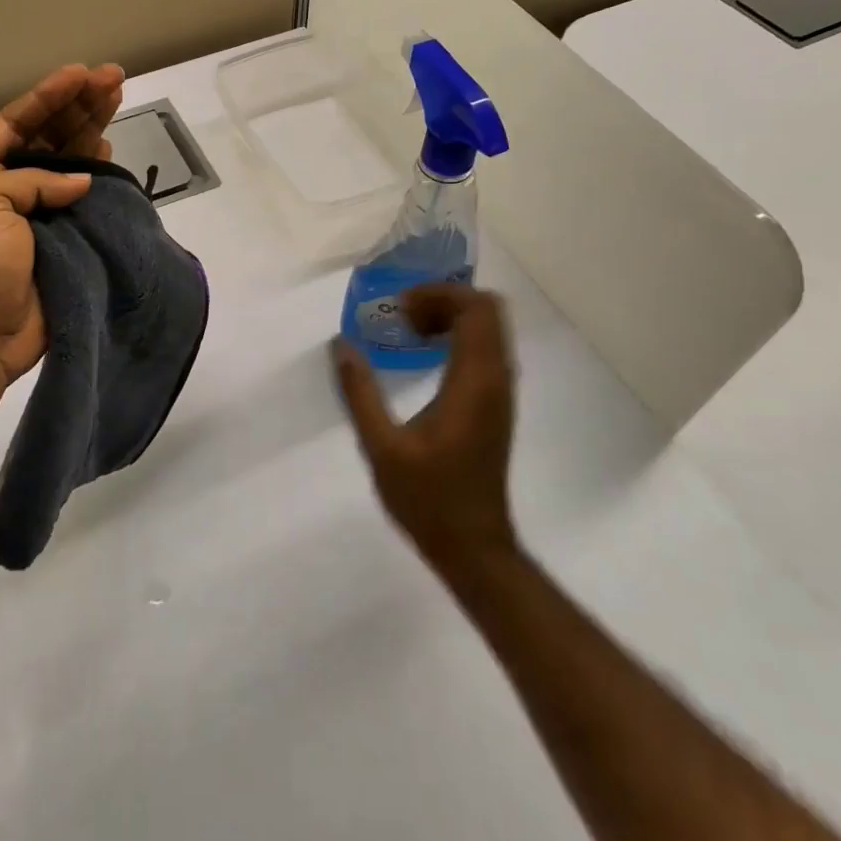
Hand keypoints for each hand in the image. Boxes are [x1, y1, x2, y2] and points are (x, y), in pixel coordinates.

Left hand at [0, 63, 125, 385]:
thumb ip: (32, 181)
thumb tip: (80, 182)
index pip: (14, 122)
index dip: (47, 96)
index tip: (80, 73)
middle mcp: (5, 188)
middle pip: (46, 135)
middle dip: (77, 104)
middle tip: (113, 77)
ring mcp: (34, 214)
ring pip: (68, 161)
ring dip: (91, 129)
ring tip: (117, 97)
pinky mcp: (60, 239)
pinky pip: (82, 198)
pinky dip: (97, 173)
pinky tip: (110, 148)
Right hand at [332, 285, 519, 569]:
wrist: (474, 547)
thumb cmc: (429, 498)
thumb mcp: (382, 447)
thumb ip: (360, 392)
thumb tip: (340, 346)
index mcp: (473, 382)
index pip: (476, 309)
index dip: (440, 294)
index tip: (400, 308)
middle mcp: (495, 379)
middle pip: (487, 310)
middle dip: (445, 300)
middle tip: (403, 315)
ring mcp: (500, 392)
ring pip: (490, 329)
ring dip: (452, 317)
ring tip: (409, 330)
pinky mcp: (496, 405)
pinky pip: (486, 349)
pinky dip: (459, 337)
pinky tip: (424, 356)